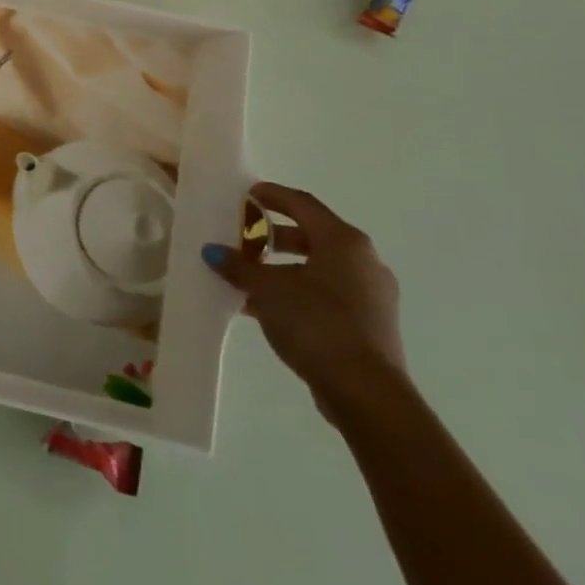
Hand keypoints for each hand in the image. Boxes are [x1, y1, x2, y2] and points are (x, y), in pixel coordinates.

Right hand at [202, 183, 406, 422]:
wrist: (365, 391)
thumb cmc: (316, 323)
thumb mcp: (267, 290)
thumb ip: (239, 267)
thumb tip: (213, 252)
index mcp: (344, 242)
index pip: (302, 204)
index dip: (271, 195)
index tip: (246, 194)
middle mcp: (363, 261)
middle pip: (312, 235)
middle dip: (273, 235)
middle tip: (242, 238)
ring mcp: (371, 294)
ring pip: (319, 267)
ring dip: (283, 267)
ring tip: (248, 276)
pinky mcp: (370, 322)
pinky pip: (327, 293)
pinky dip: (297, 291)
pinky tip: (267, 306)